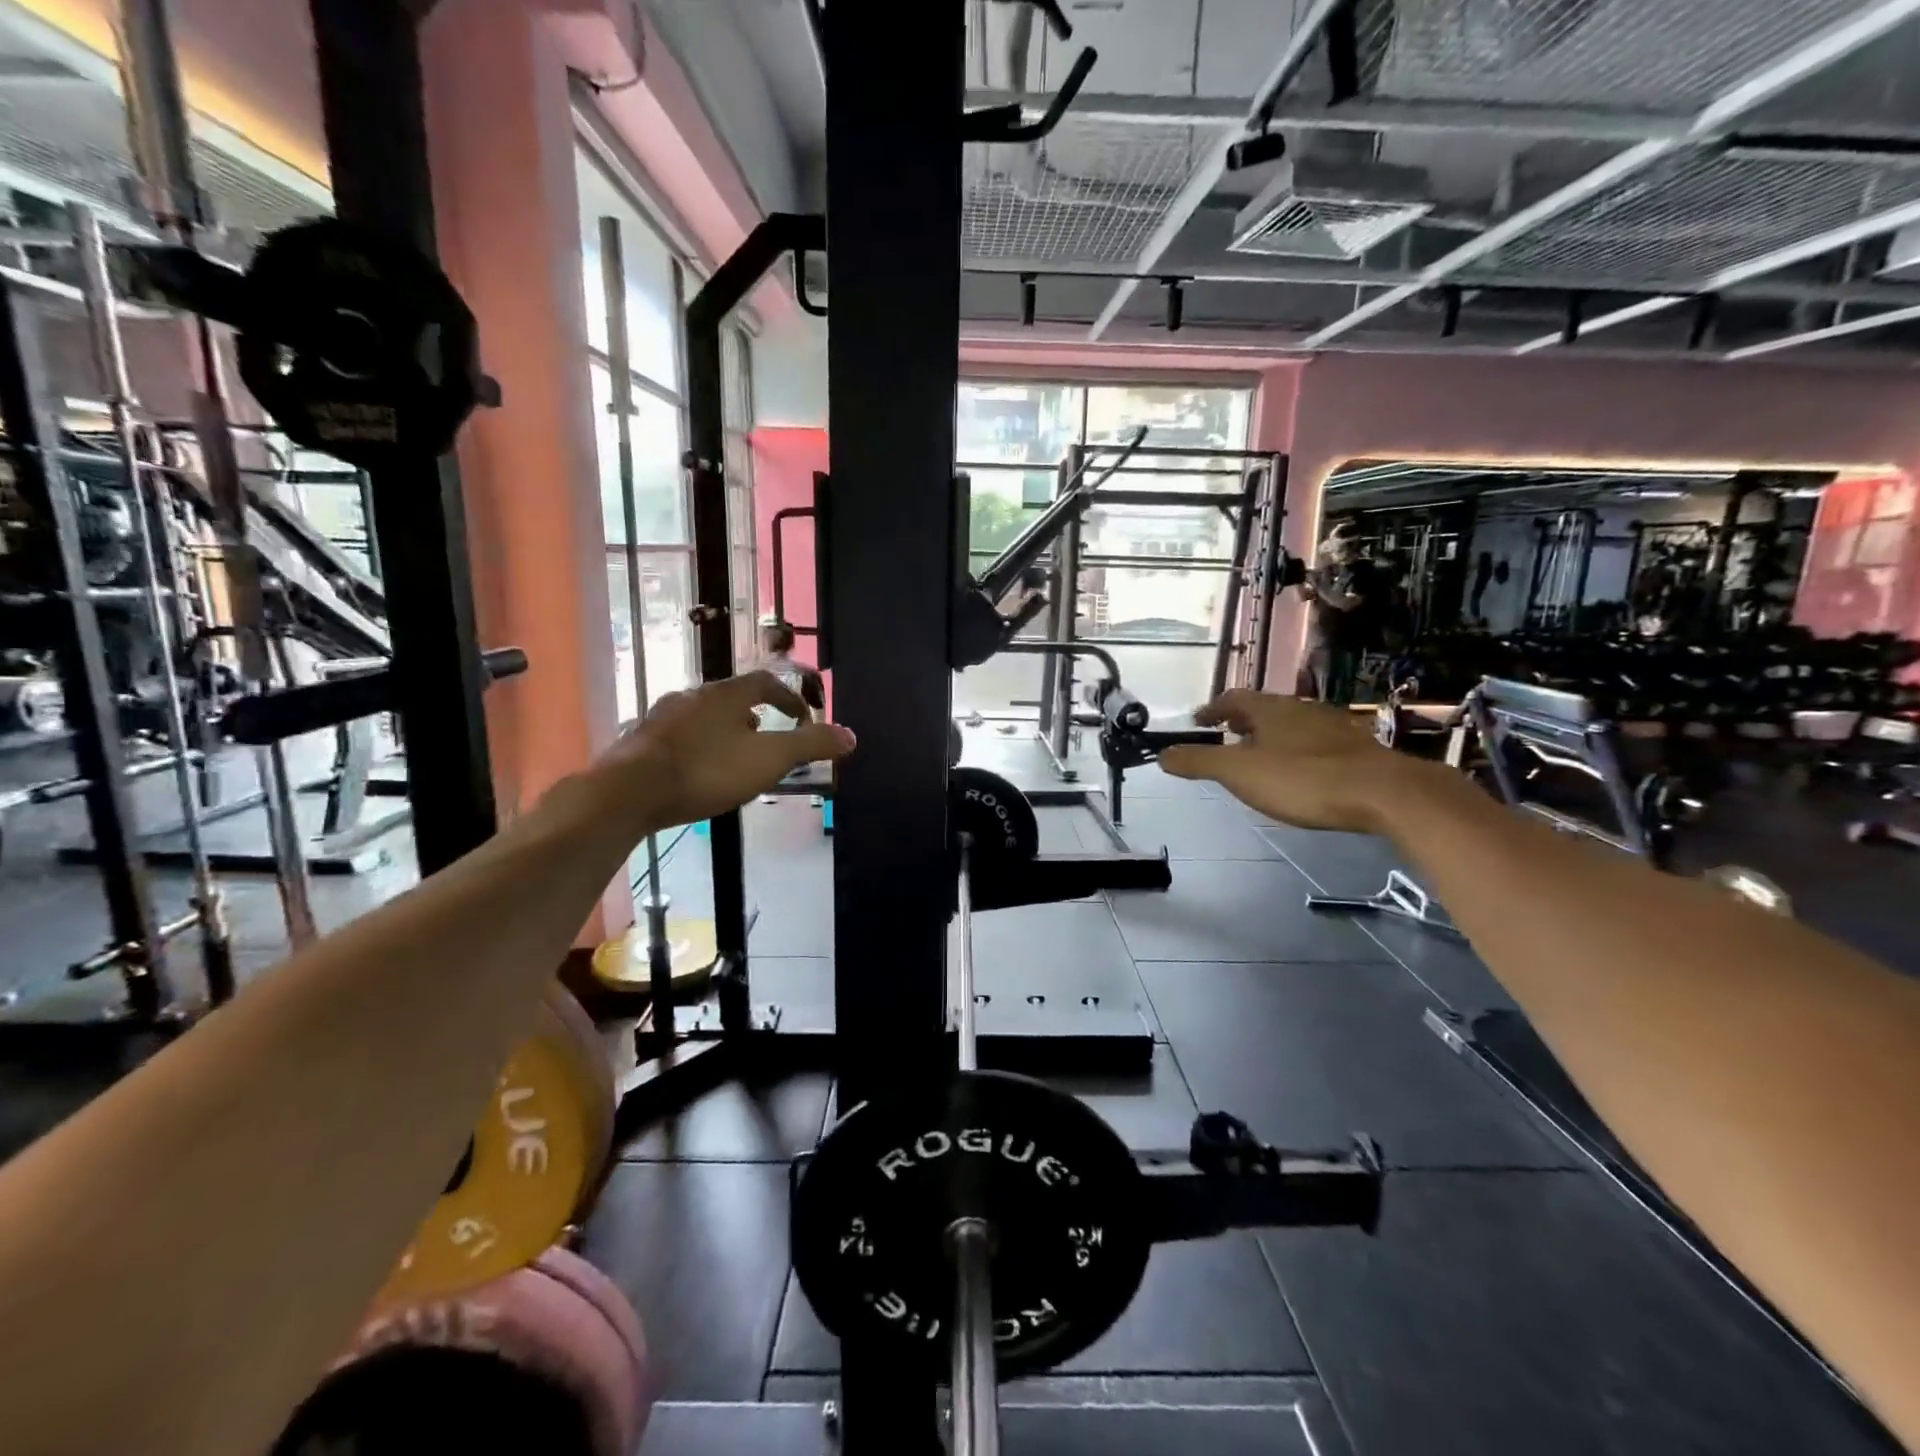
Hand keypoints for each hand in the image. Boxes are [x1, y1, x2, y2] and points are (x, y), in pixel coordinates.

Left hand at [599, 671, 855, 829]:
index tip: (801, 715)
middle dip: (755, 713)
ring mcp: (662, 716)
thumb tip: (851, 735)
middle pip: (731, 697)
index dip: (788, 697)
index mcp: (726, 694)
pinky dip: (697, 744)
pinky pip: (679, 735)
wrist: (628, 792)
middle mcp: (693, 695)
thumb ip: (810, 746)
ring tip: (735, 754)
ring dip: (724, 729)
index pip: (765, 682)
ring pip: (702, 715)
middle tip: (769, 735)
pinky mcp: (640, 740)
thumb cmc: (707, 771)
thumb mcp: (768, 759)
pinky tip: (697, 769)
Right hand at [1158, 690, 1404, 832]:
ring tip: (1258, 756)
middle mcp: (1300, 709)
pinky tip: (1299, 772)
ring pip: (1290, 725)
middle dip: (1241, 722)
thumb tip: (1162, 754)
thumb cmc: (1303, 778)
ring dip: (1269, 736)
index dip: (1212, 709)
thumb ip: (1199, 762)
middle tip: (1225, 738)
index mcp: (1269, 709)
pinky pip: (1314, 742)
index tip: (1199, 721)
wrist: (1385, 793)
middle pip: (1263, 709)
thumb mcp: (1240, 773)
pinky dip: (1296, 751)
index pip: (1233, 698)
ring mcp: (1332, 727)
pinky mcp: (1355, 749)